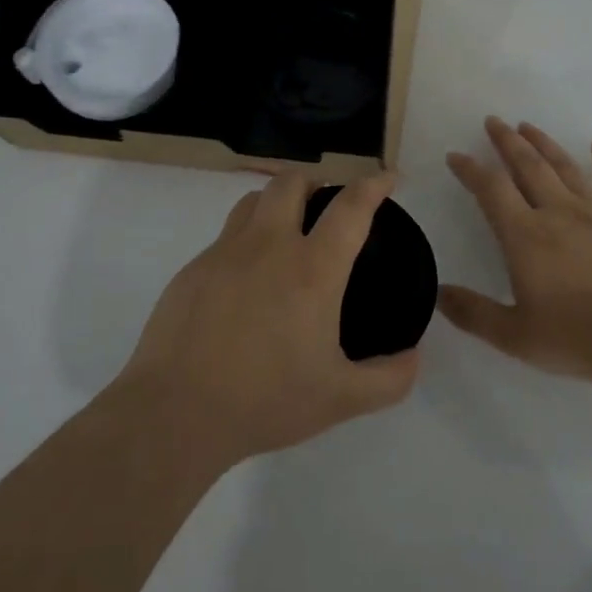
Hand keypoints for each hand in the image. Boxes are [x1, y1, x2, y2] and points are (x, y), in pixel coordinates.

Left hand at [116, 172, 419, 464]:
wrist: (175, 413)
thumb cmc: (265, 400)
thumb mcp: (341, 399)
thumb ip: (389, 379)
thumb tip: (415, 357)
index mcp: (312, 269)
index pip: (350, 207)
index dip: (374, 184)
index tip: (388, 178)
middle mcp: (268, 246)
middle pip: (292, 183)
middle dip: (317, 182)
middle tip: (328, 206)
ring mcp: (224, 254)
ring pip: (253, 201)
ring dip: (278, 202)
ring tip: (288, 230)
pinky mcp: (192, 270)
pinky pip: (225, 237)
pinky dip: (246, 241)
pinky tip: (247, 281)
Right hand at [440, 118, 591, 383]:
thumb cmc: (577, 339)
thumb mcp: (515, 336)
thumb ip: (473, 313)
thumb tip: (437, 293)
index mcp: (526, 237)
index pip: (491, 190)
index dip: (470, 170)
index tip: (456, 155)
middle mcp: (558, 213)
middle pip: (528, 165)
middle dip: (507, 141)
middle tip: (494, 121)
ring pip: (565, 167)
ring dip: (544, 143)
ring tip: (529, 126)